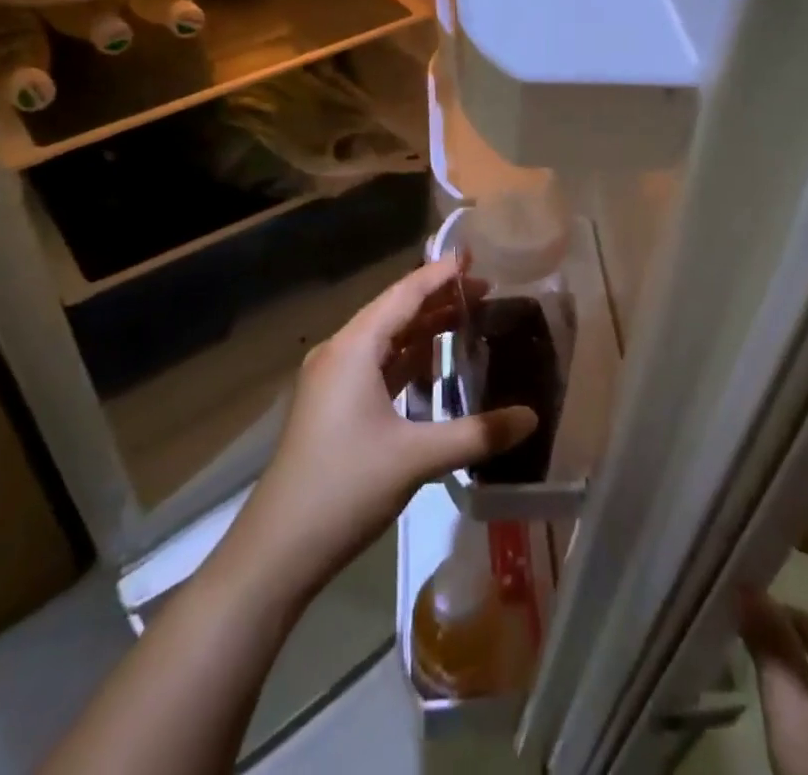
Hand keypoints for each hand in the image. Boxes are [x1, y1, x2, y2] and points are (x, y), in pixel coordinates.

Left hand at [233, 256, 537, 597]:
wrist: (276, 551)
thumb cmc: (344, 487)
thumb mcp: (416, 458)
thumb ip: (476, 434)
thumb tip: (532, 417)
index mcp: (353, 348)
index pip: (403, 295)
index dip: (439, 274)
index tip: (473, 256)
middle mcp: (340, 353)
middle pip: (394, 312)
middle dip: (437, 299)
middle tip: (484, 289)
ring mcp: (333, 381)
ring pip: (385, 340)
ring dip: (423, 329)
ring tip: (467, 318)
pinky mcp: (333, 407)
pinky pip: (377, 366)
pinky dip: (407, 359)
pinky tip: (434, 366)